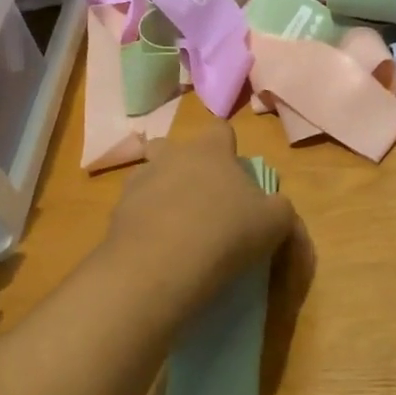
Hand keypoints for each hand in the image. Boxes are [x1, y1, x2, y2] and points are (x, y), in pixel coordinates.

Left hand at [106, 125, 295, 309]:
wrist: (163, 264)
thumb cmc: (226, 232)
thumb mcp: (274, 223)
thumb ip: (279, 208)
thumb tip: (275, 207)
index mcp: (210, 150)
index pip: (220, 130)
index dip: (227, 148)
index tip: (233, 173)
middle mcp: (170, 156)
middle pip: (173, 147)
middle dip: (182, 164)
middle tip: (199, 197)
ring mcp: (138, 182)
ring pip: (147, 175)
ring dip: (158, 192)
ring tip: (173, 225)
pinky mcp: (116, 212)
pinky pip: (132, 209)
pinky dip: (142, 222)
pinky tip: (155, 248)